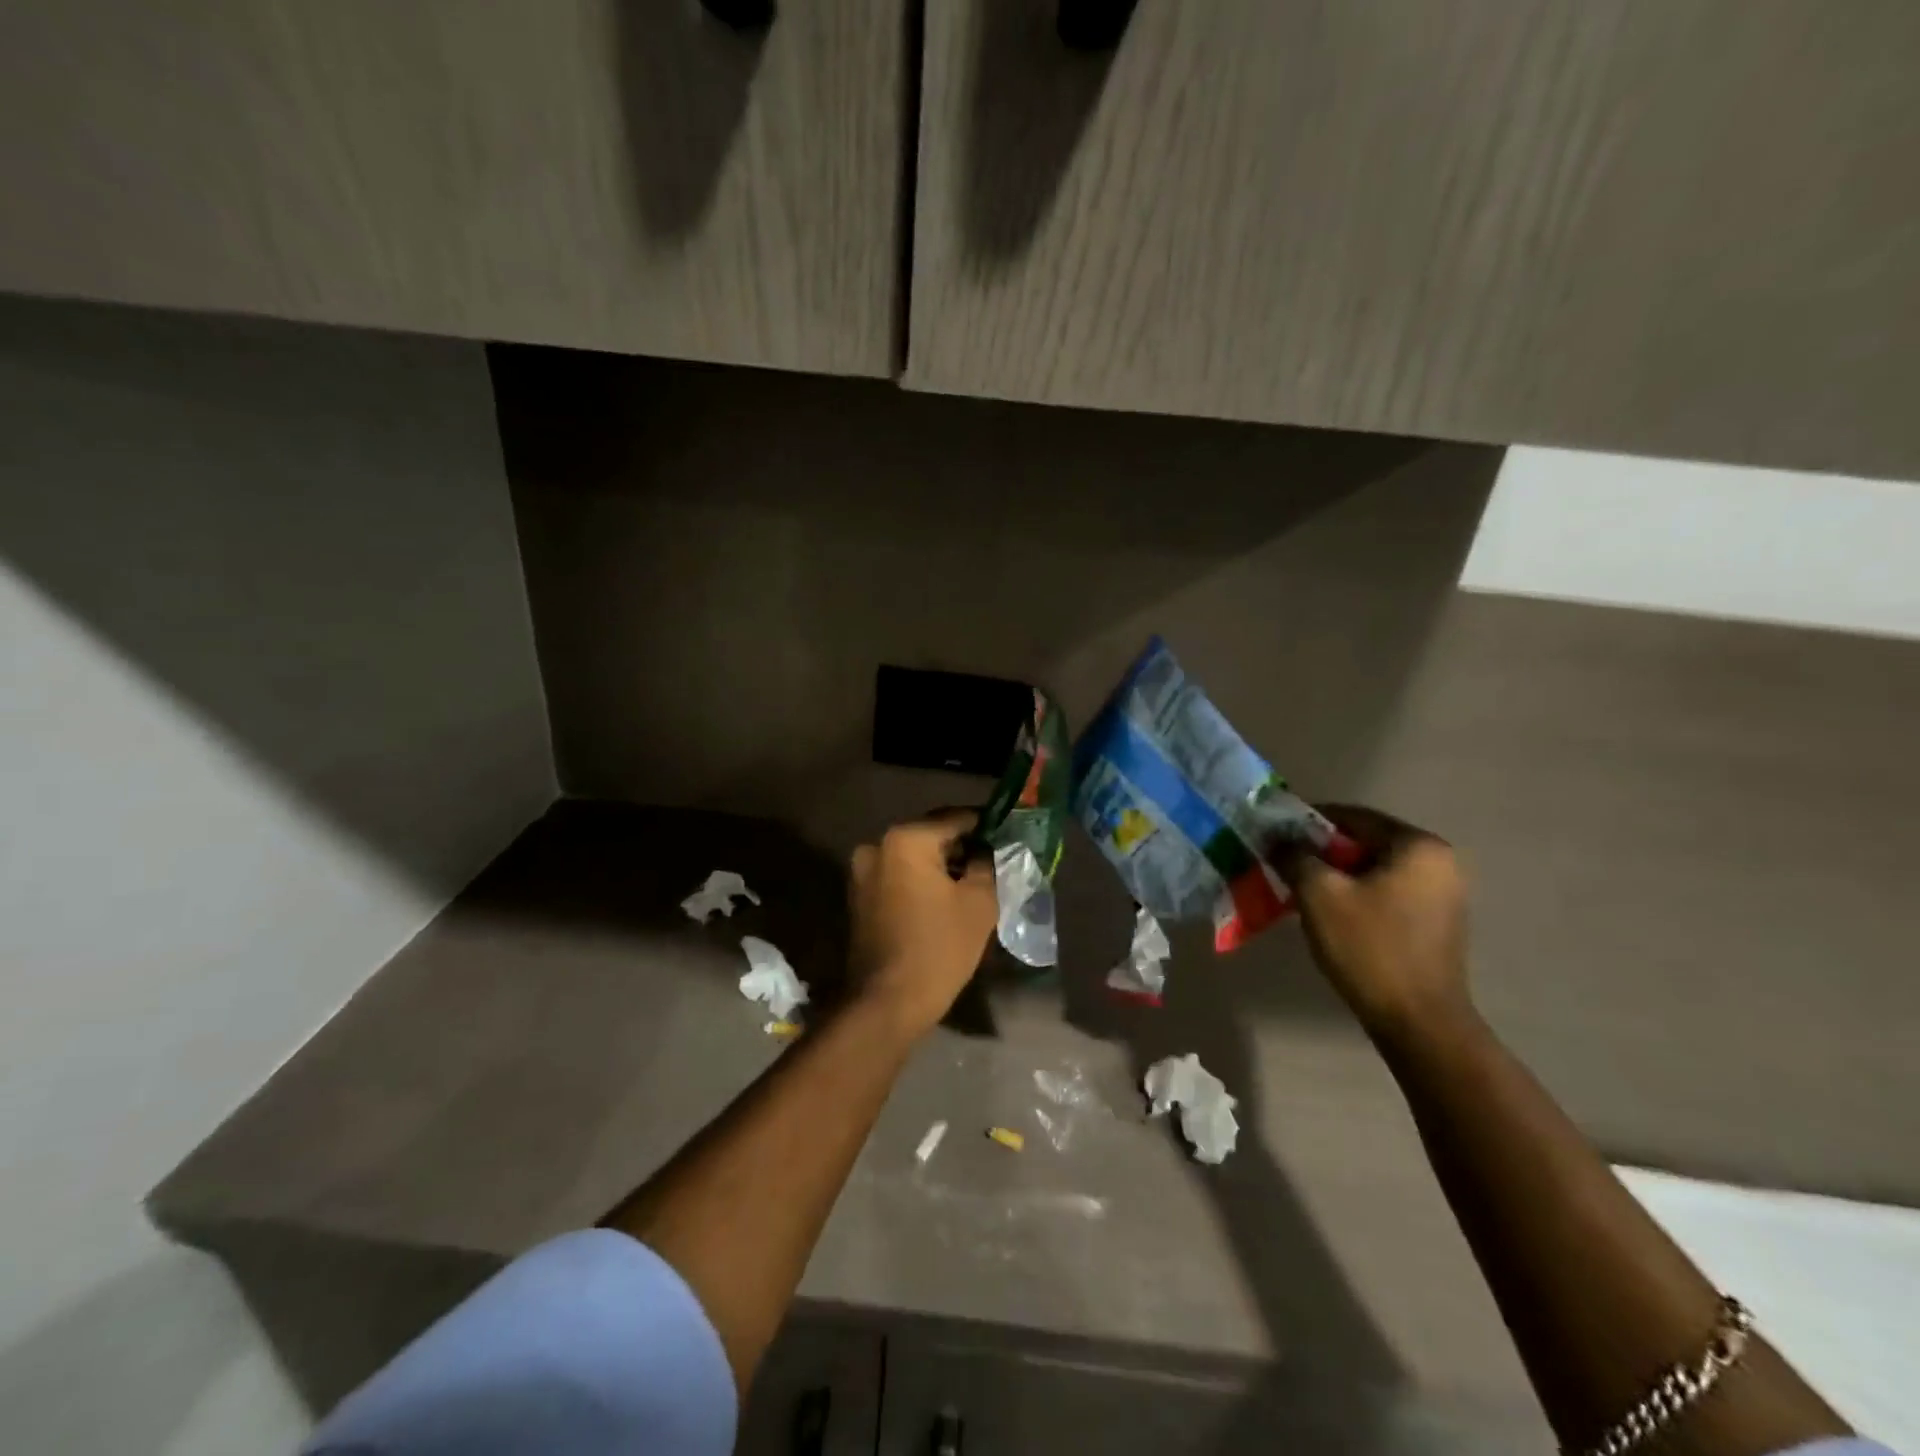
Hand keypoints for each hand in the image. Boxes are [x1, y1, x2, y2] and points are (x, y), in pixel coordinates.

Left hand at [848, 811, 997, 1037]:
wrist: (886, 1002)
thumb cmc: (938, 948)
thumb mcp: (979, 902)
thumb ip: (986, 863)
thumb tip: (985, 849)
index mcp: (906, 839)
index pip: (956, 818)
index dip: (985, 825)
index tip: (1007, 833)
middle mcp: (877, 844)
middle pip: (931, 834)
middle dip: (962, 845)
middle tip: (993, 860)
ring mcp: (863, 870)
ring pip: (913, 855)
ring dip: (940, 864)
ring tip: (971, 881)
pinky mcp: (859, 894)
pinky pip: (898, 874)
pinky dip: (920, 879)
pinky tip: (943, 898)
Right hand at [1279, 805, 1473, 1046]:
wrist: (1418, 1021)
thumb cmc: (1369, 947)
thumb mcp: (1318, 894)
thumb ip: (1295, 855)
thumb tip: (1278, 838)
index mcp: (1418, 846)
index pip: (1352, 816)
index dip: (1307, 822)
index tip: (1275, 834)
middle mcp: (1439, 861)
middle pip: (1365, 842)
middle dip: (1321, 851)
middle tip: (1284, 862)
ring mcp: (1442, 893)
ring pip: (1374, 869)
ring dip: (1336, 874)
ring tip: (1300, 888)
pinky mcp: (1436, 921)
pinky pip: (1387, 891)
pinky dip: (1357, 894)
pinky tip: (1330, 912)